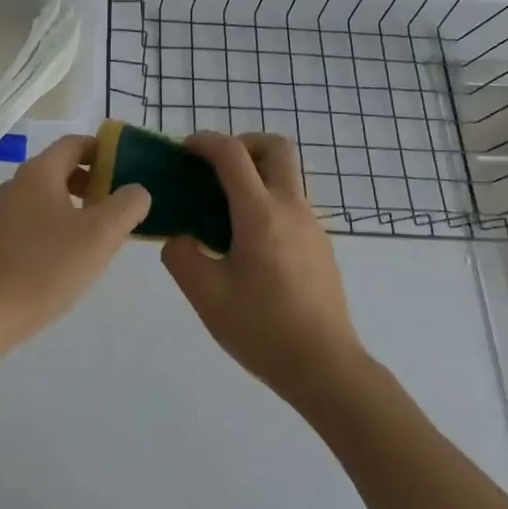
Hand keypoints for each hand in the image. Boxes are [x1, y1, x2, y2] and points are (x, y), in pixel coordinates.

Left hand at [0, 134, 150, 347]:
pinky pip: (37, 219)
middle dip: (94, 180)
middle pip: (62, 168)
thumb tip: (137, 191)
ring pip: (50, 195)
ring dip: (79, 205)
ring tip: (103, 233)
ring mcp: (5, 212)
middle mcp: (18, 184)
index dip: (104, 150)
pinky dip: (60, 224)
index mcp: (40, 172)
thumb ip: (127, 206)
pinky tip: (73, 255)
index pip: (75, 143)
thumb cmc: (47, 267)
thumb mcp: (101, 235)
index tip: (129, 169)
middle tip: (121, 204)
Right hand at [161, 132, 365, 407]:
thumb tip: (181, 239)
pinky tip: (248, 243)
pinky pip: (292, 205)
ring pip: (287, 176)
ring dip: (256, 174)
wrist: (326, 367)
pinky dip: (267, 202)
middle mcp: (291, 208)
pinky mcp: (321, 246)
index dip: (205, 142)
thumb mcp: (206, 295)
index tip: (184, 151)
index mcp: (260, 213)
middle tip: (216, 168)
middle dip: (243, 143)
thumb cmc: (262, 329)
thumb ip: (182, 256)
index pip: (232, 154)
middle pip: (276, 148)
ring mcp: (312, 225)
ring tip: (225, 211)